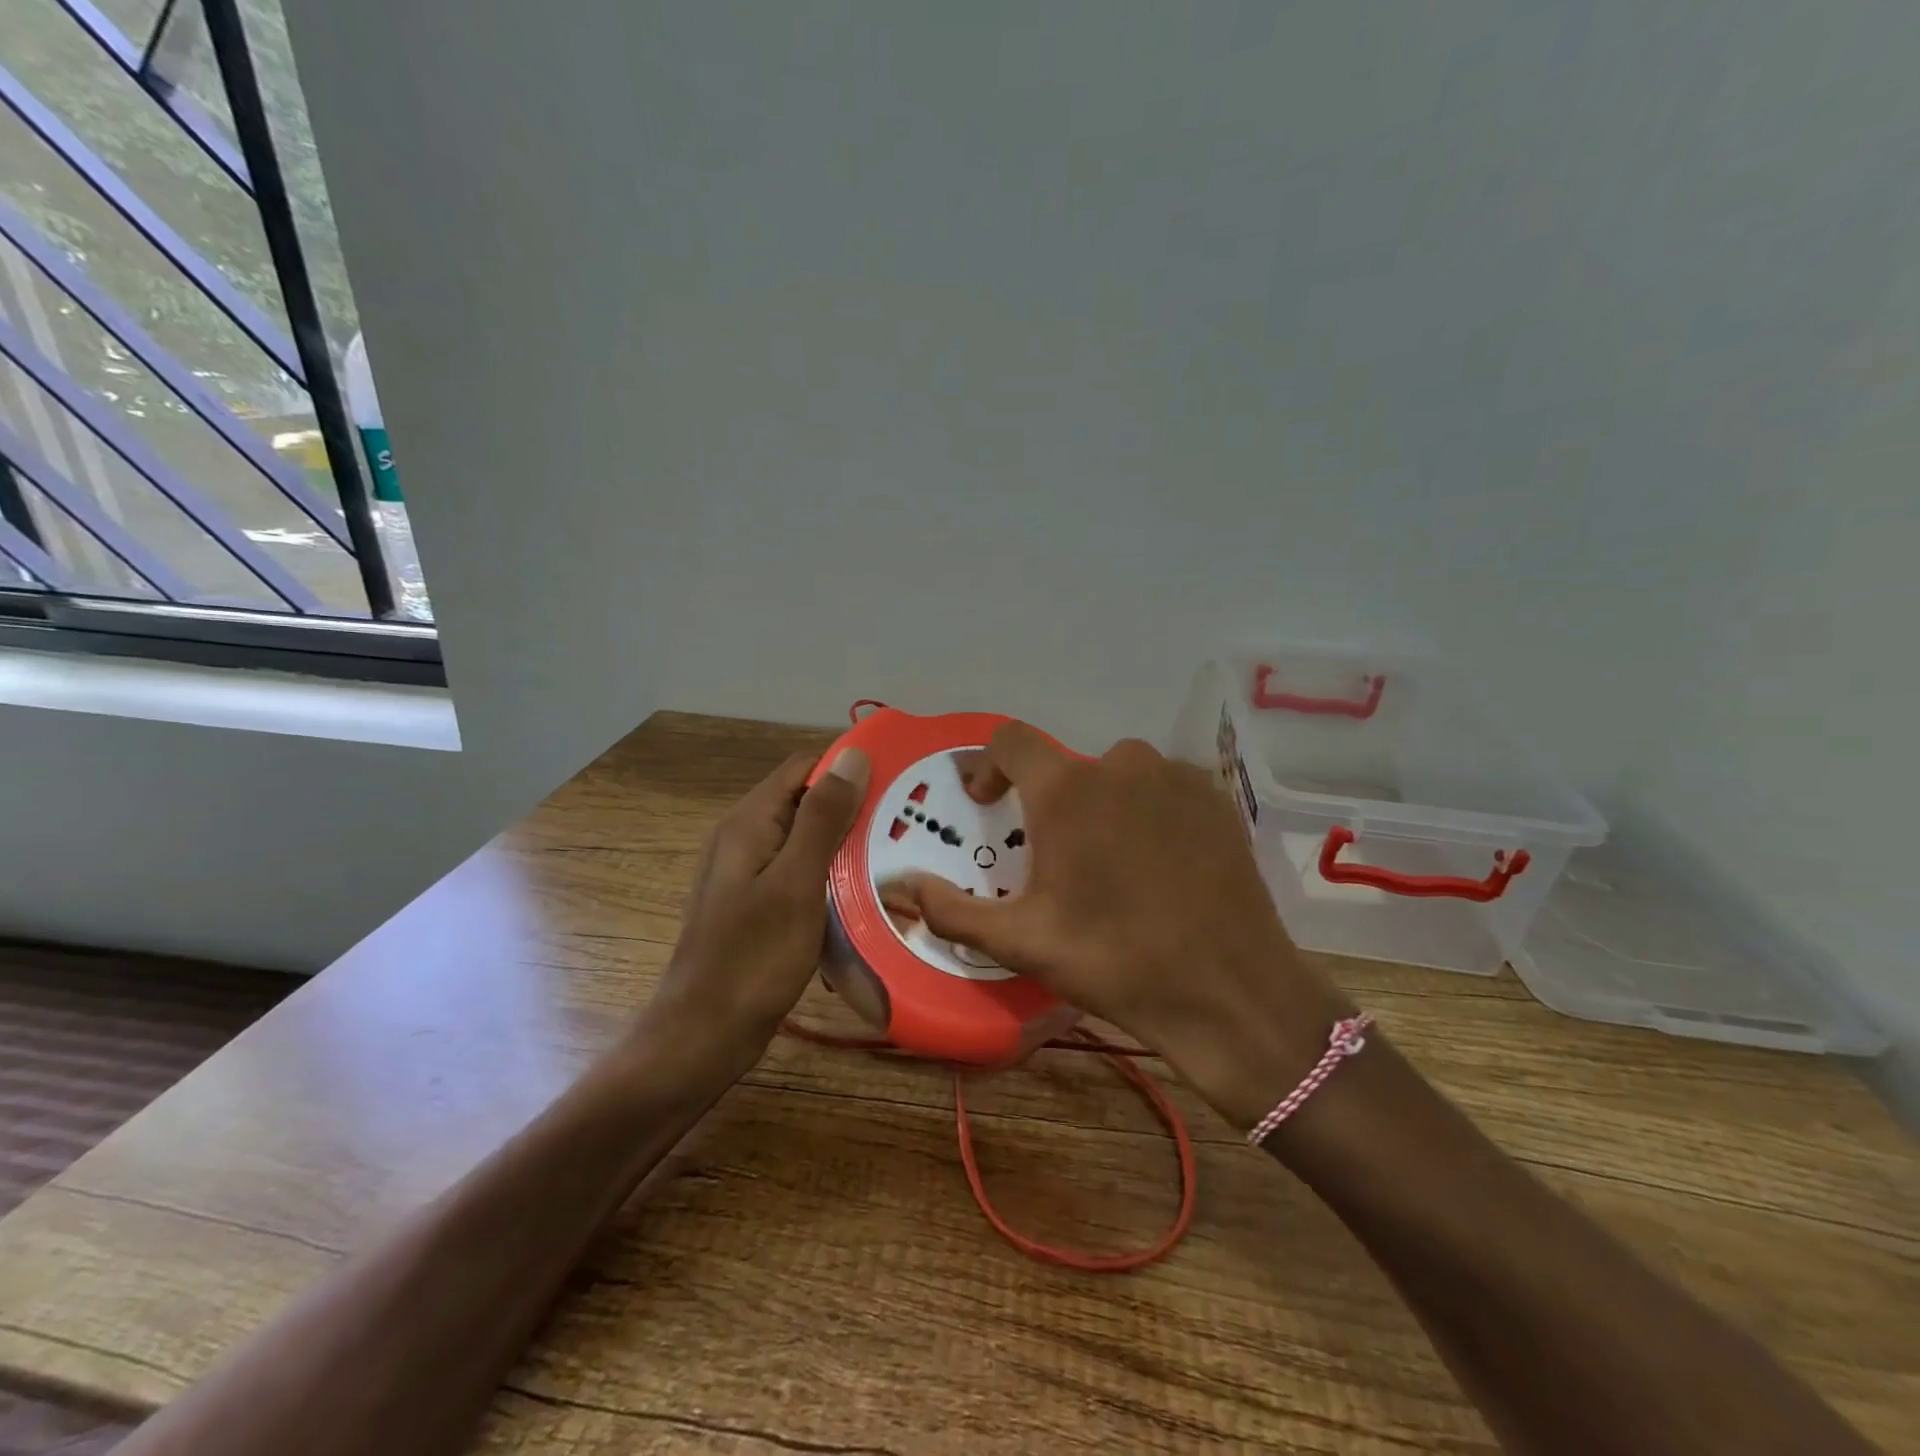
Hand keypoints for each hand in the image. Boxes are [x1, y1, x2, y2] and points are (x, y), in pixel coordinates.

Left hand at [647, 746, 868, 1067]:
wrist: (704, 1036)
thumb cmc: (753, 958)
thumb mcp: (796, 883)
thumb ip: (823, 818)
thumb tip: (853, 755)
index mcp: (750, 822)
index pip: (805, 768)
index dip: (849, 767)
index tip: (900, 780)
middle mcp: (747, 838)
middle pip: (807, 802)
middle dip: (855, 808)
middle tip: (910, 824)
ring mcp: (752, 873)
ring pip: (809, 840)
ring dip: (848, 845)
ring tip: (898, 855)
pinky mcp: (761, 904)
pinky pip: (804, 874)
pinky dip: (834, 876)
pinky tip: (865, 895)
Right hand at [900, 724, 1351, 1126]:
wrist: (1229, 993)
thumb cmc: (1115, 961)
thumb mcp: (1021, 942)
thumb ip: (950, 910)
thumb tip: (901, 886)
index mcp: (1066, 789)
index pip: (1010, 740)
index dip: (989, 765)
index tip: (989, 804)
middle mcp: (1121, 765)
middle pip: (1067, 767)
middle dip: (1050, 803)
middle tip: (1056, 860)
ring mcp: (1175, 778)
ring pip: (1118, 776)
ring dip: (1102, 806)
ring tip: (1110, 864)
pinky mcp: (1216, 798)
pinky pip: (1163, 789)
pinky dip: (1148, 812)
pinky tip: (1159, 864)